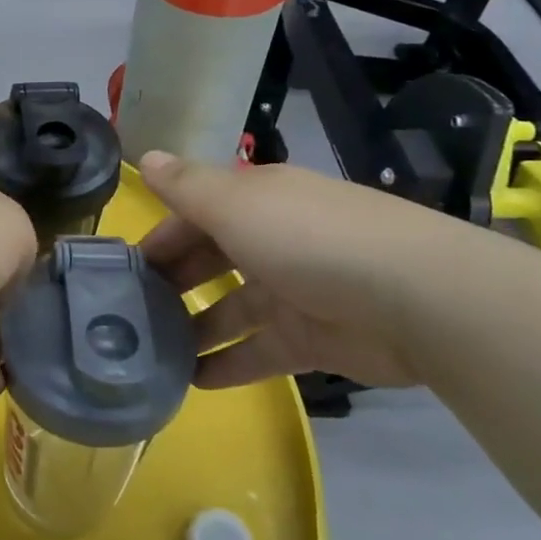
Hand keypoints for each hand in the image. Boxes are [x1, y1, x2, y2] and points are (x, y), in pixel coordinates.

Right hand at [138, 151, 427, 389]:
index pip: (196, 212)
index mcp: (258, 201)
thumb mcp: (234, 204)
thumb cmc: (307, 239)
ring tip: (152, 351)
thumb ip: (185, 186)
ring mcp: (296, 291)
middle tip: (130, 310)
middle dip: (175, 280)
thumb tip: (145, 157)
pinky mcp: (314, 339)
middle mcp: (275, 239)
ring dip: (196, 326)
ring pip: (233, 307)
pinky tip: (194, 382)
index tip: (125, 265)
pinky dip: (230, 364)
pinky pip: (260, 351)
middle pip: (213, 258)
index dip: (160, 234)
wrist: (415, 299)